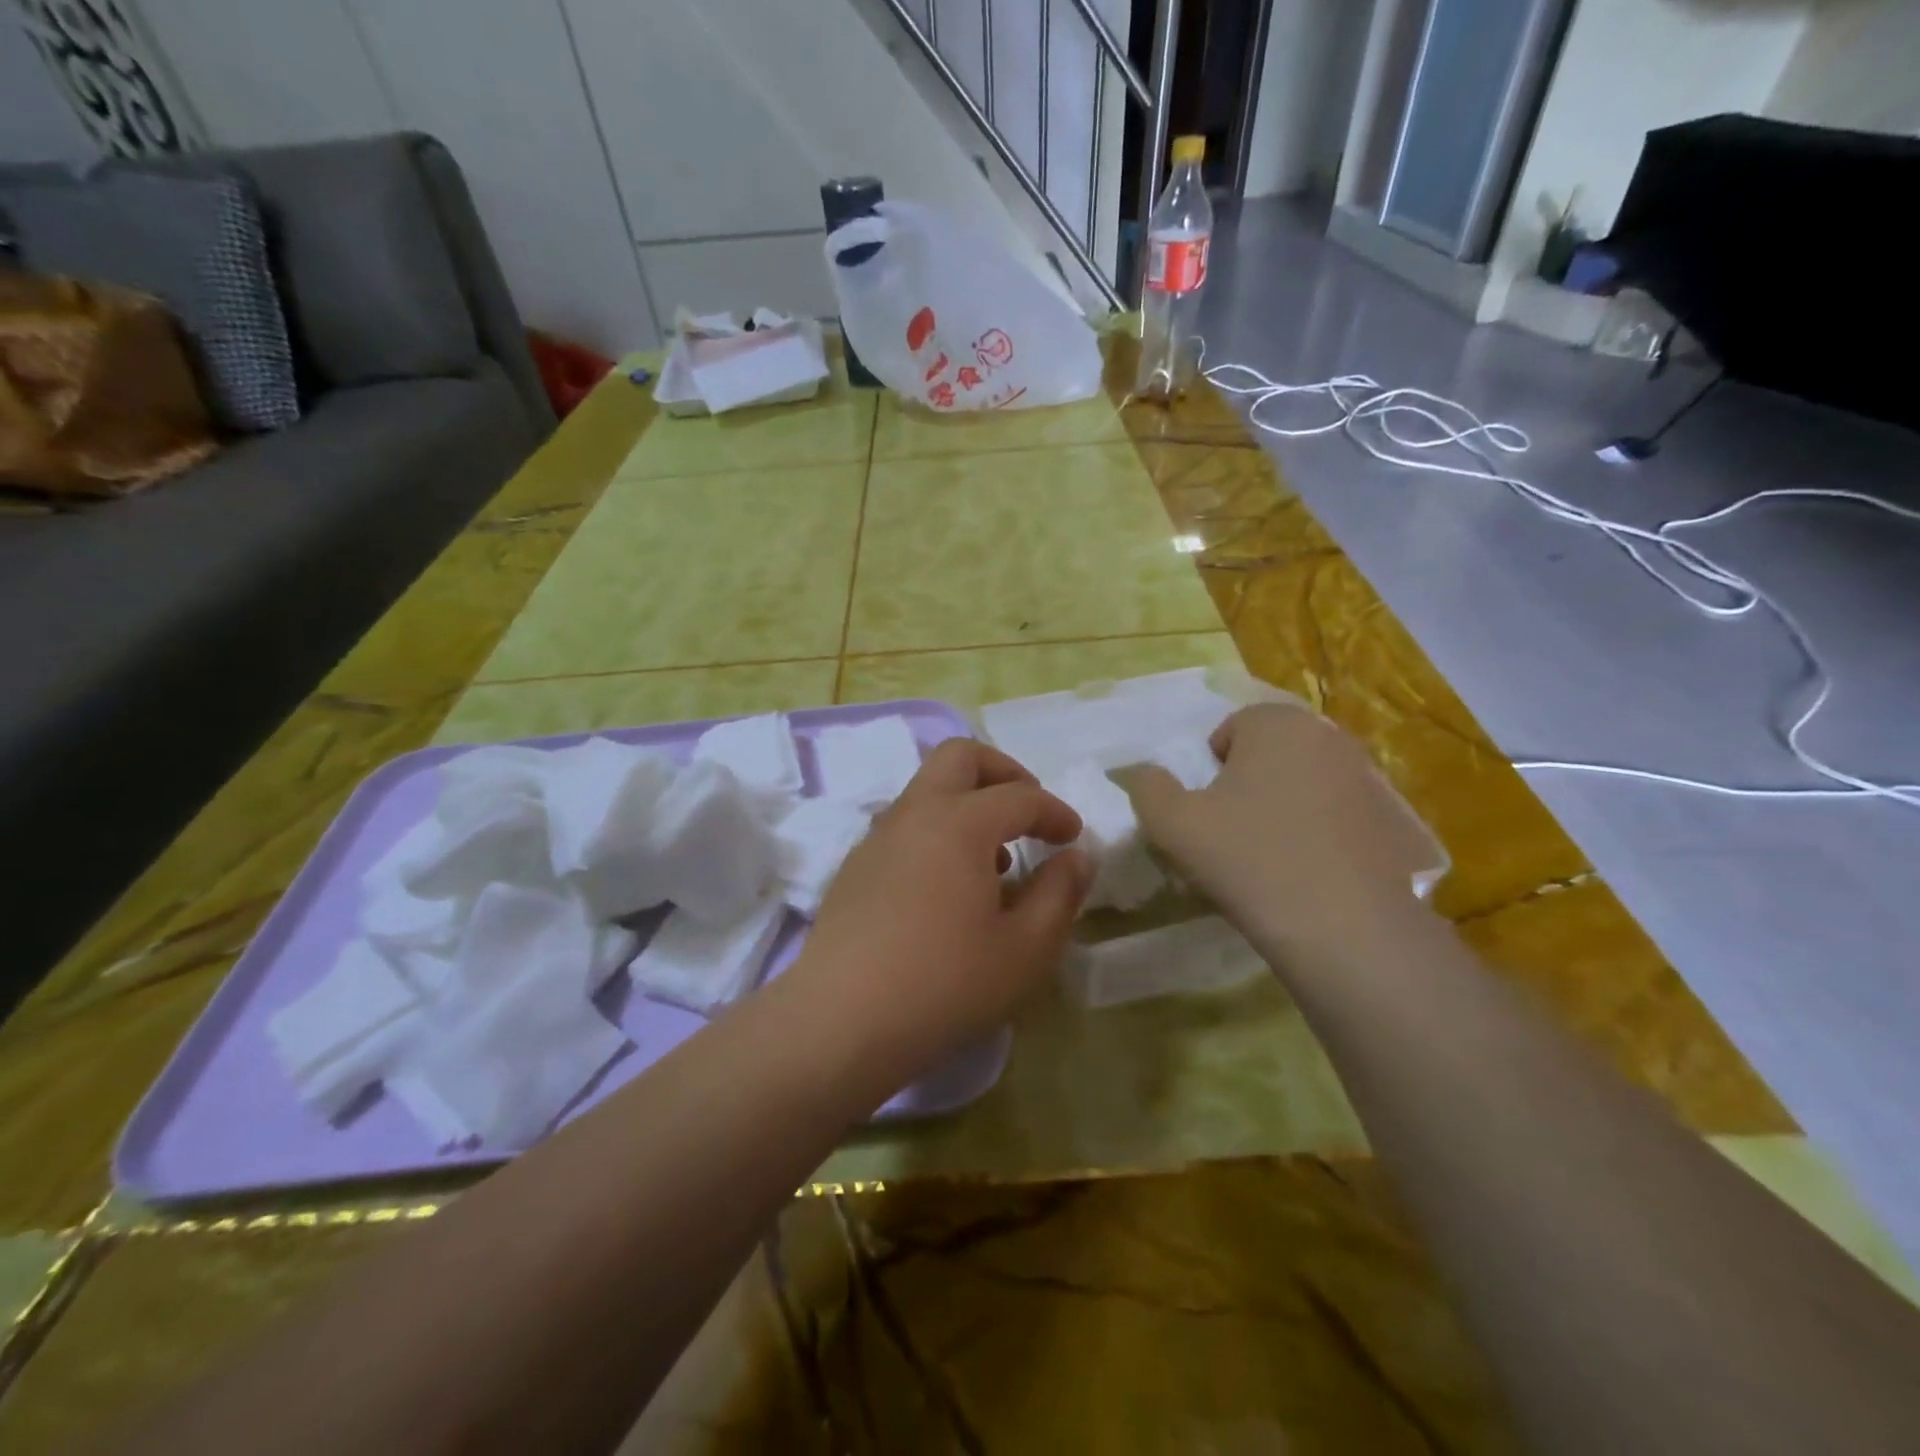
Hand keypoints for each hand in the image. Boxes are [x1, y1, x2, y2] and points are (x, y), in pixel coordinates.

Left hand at [784, 739, 1092, 1085]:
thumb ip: (1059, 893)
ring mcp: (877, 838)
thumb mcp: (1026, 948)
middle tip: (1027, 812)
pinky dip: (937, 833)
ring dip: (967, 804)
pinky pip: (905, 826)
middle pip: (959, 757)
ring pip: (927, 790)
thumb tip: (1077, 856)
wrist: (841, 1022)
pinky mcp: (855, 867)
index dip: (1054, 811)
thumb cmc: (946, 985)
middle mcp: (914, 814)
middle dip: (1003, 772)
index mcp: (960, 823)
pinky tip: (948, 889)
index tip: (1073, 838)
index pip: (1020, 795)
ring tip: (993, 861)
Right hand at [1121, 704, 1434, 958]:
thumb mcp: (1172, 823)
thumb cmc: (1248, 858)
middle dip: (1247, 785)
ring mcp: (1368, 778)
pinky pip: (1337, 816)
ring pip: (1304, 784)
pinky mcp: (1393, 821)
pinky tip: (1308, 874)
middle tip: (1230, 834)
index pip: (1229, 730)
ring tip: (1268, 858)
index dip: (1208, 771)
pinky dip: (1319, 834)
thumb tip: (1144, 774)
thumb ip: (1147, 787)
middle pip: (1269, 754)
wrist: (1344, 928)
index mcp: (1277, 723)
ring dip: (1283, 808)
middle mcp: (1328, 736)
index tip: (1205, 813)